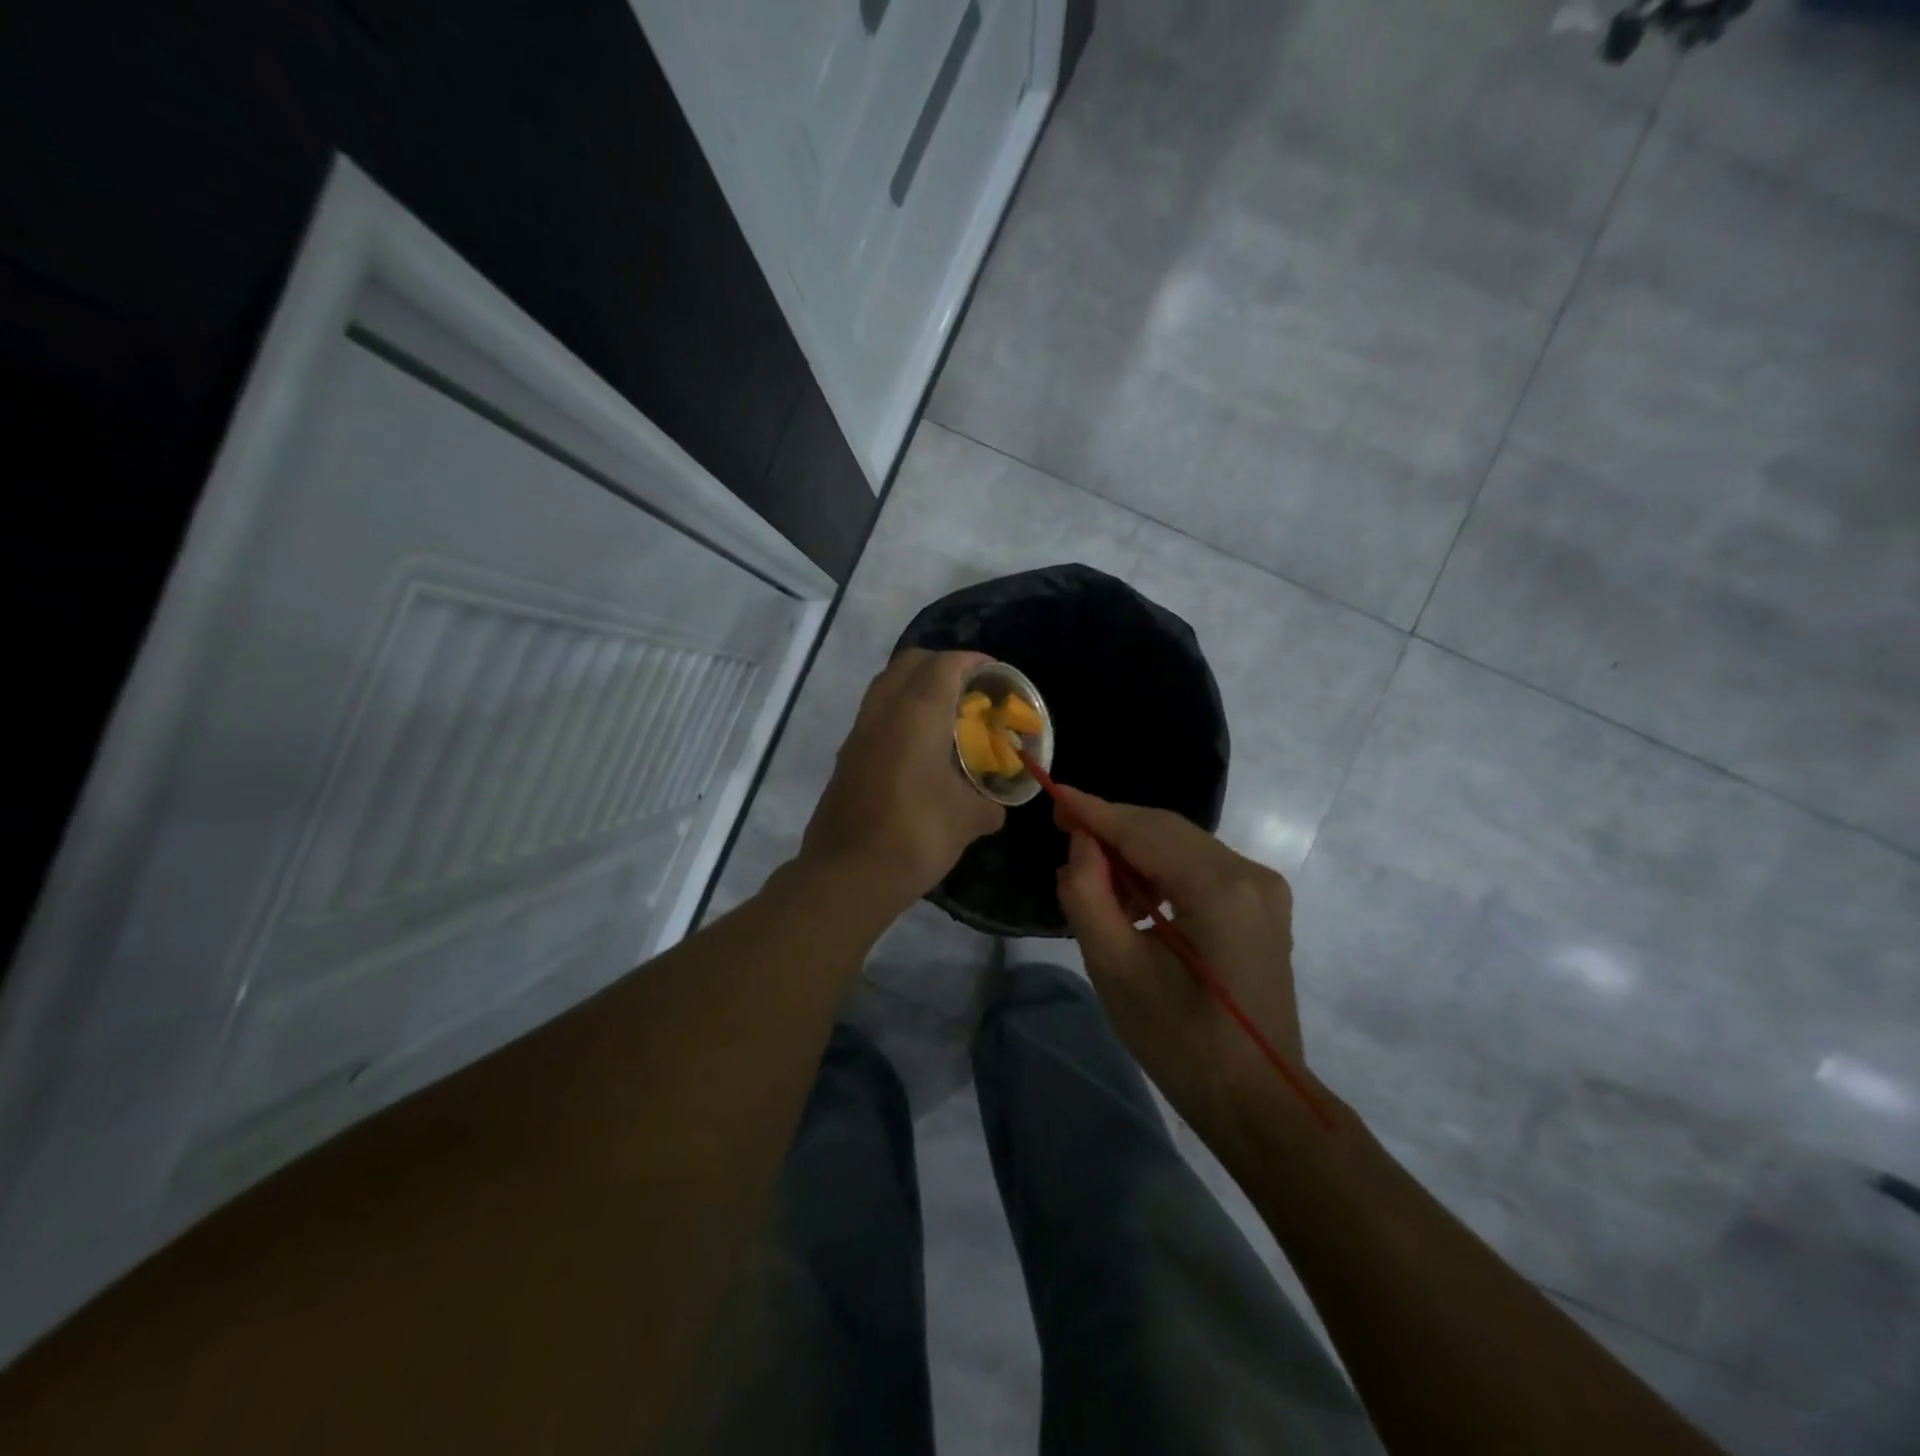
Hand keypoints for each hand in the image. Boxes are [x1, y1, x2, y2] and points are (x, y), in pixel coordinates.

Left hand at [800, 650, 1005, 913]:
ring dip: (916, 688)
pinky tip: (919, 749)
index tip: (996, 675)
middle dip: (942, 666)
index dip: (973, 662)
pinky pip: (876, 716)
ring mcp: (858, 733)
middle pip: (910, 663)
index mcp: (917, 713)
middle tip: (970, 691)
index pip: (946, 664)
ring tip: (946, 717)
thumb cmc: (916, 834)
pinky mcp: (846, 757)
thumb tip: (995, 806)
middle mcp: (883, 711)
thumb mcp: (969, 819)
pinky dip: (899, 715)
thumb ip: (989, 803)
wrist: (848, 874)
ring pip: (887, 687)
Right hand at [1053, 787, 1309, 1150]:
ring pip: (1182, 846)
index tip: (1052, 793)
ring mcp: (1262, 888)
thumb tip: (1081, 845)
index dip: (1094, 811)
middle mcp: (1250, 874)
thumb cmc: (1181, 1043)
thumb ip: (1089, 896)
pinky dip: (1161, 871)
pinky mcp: (1261, 905)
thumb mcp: (1117, 971)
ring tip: (1093, 878)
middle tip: (1063, 830)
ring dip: (1134, 852)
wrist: (1258, 1101)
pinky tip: (1134, 898)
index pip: (1144, 831)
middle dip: (1112, 827)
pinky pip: (1200, 867)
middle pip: (1166, 830)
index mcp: (1220, 889)